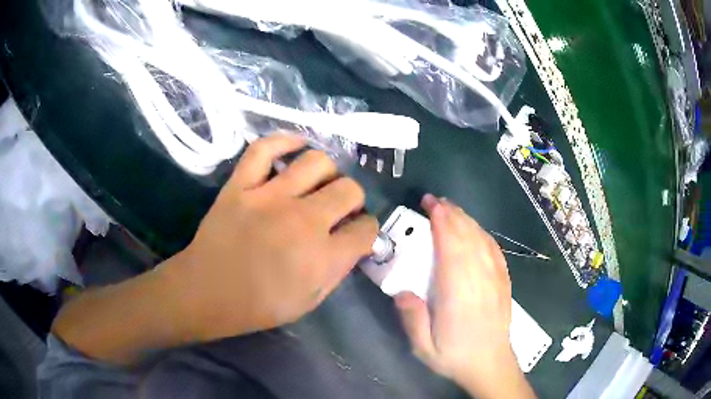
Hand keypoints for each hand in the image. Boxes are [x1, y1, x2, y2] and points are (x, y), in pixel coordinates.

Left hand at [165, 134, 377, 341]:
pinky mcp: (241, 184)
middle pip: (350, 189)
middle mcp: (303, 220)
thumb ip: (337, 270)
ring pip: (317, 162)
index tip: (358, 232)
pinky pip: (265, 148)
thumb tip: (354, 242)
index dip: (367, 230)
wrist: (207, 293)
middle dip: (354, 199)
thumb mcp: (309, 301)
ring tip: (319, 183)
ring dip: (328, 172)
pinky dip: (284, 142)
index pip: (366, 230)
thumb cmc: (259, 305)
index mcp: (322, 257)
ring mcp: (270, 197)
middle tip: (340, 208)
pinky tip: (295, 147)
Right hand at [394, 195, 534, 398]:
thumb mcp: (423, 348)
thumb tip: (401, 291)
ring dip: (466, 220)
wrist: (490, 364)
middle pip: (467, 237)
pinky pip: (494, 249)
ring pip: (481, 239)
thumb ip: (412, 319)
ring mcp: (495, 278)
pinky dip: (482, 234)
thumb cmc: (454, 356)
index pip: (451, 248)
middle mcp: (479, 280)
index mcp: (458, 294)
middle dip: (451, 214)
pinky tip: (474, 229)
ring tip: (451, 208)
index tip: (430, 205)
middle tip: (434, 200)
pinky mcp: (503, 281)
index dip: (442, 222)